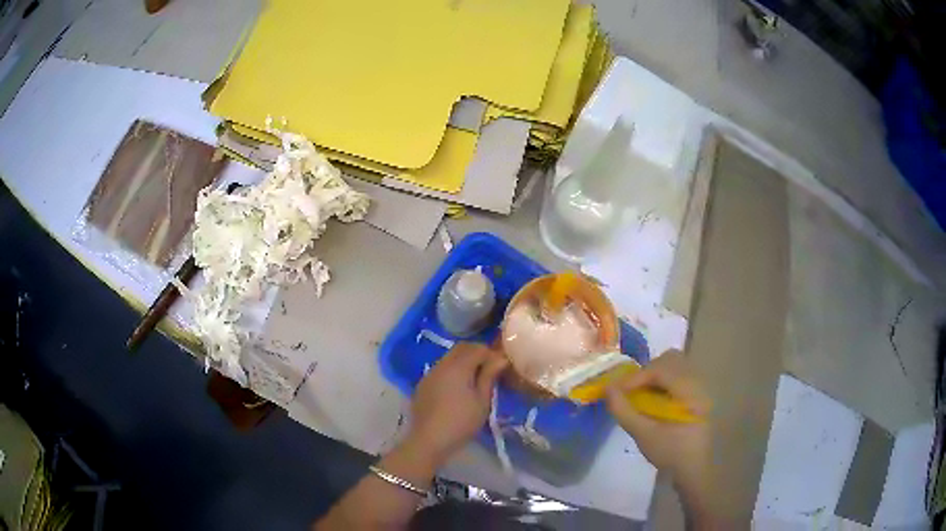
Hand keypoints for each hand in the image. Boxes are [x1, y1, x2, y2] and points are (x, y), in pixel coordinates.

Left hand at [406, 343, 507, 466]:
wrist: (429, 440)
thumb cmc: (461, 422)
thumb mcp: (482, 401)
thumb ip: (489, 376)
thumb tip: (500, 358)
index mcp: (457, 366)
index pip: (477, 348)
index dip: (491, 353)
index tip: (501, 365)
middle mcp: (441, 364)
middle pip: (461, 348)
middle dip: (477, 353)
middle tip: (490, 368)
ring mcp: (429, 374)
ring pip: (449, 358)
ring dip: (464, 361)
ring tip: (476, 378)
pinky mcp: (423, 385)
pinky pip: (440, 369)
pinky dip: (452, 371)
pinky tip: (458, 388)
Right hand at [605, 350, 711, 502]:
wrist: (692, 469)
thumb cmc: (670, 453)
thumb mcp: (643, 434)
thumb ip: (624, 410)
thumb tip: (607, 388)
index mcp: (690, 391)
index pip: (661, 369)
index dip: (636, 376)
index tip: (616, 390)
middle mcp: (699, 382)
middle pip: (670, 359)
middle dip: (646, 371)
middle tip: (630, 390)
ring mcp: (700, 386)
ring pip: (674, 365)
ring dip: (654, 375)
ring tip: (640, 394)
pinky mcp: (697, 393)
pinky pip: (678, 375)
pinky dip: (662, 381)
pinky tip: (653, 399)